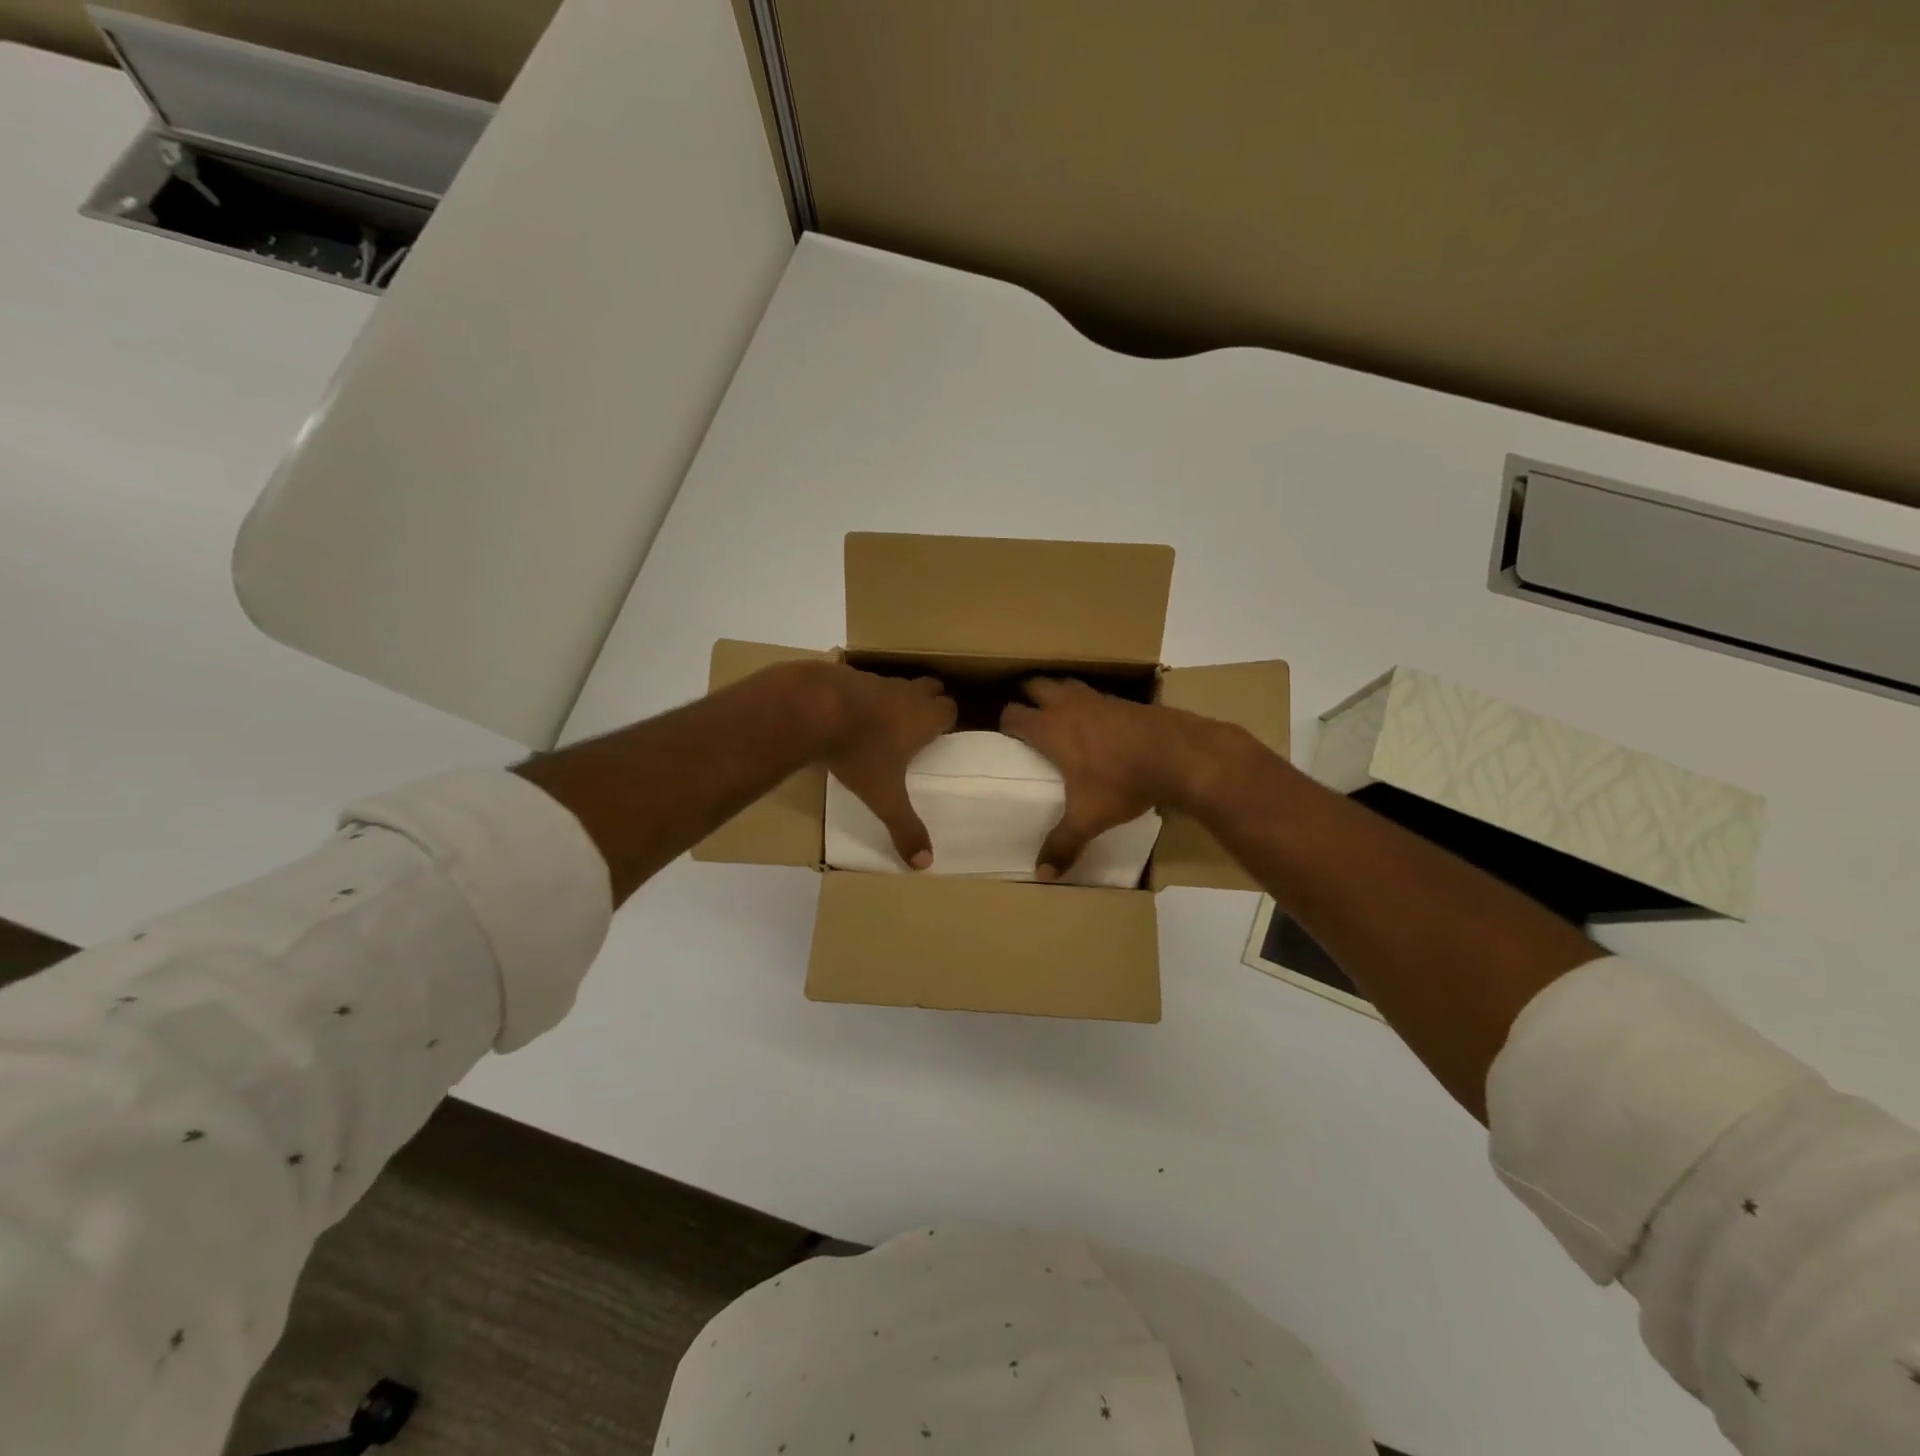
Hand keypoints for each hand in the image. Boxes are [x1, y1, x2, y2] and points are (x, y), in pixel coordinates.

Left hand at [820, 664, 956, 868]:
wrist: (812, 708)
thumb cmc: (858, 751)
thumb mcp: (883, 797)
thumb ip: (904, 828)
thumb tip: (925, 864)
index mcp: (923, 717)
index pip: (950, 708)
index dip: (947, 720)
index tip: (938, 736)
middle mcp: (905, 693)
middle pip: (930, 687)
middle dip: (929, 702)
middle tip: (918, 726)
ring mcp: (875, 680)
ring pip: (897, 683)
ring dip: (896, 698)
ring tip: (882, 723)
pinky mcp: (846, 674)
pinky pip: (863, 682)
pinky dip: (863, 695)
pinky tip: (848, 714)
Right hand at [1000, 677, 1226, 880]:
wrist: (1178, 755)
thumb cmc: (1122, 783)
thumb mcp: (1089, 819)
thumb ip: (1063, 844)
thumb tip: (1042, 875)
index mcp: (1050, 729)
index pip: (1014, 714)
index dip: (1006, 724)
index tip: (1008, 738)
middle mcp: (1069, 706)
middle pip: (1036, 685)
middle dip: (1029, 698)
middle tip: (1031, 719)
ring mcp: (1098, 698)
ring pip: (1066, 683)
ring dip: (1058, 694)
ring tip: (1060, 715)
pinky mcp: (1123, 700)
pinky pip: (1095, 694)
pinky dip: (1089, 703)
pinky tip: (1098, 724)